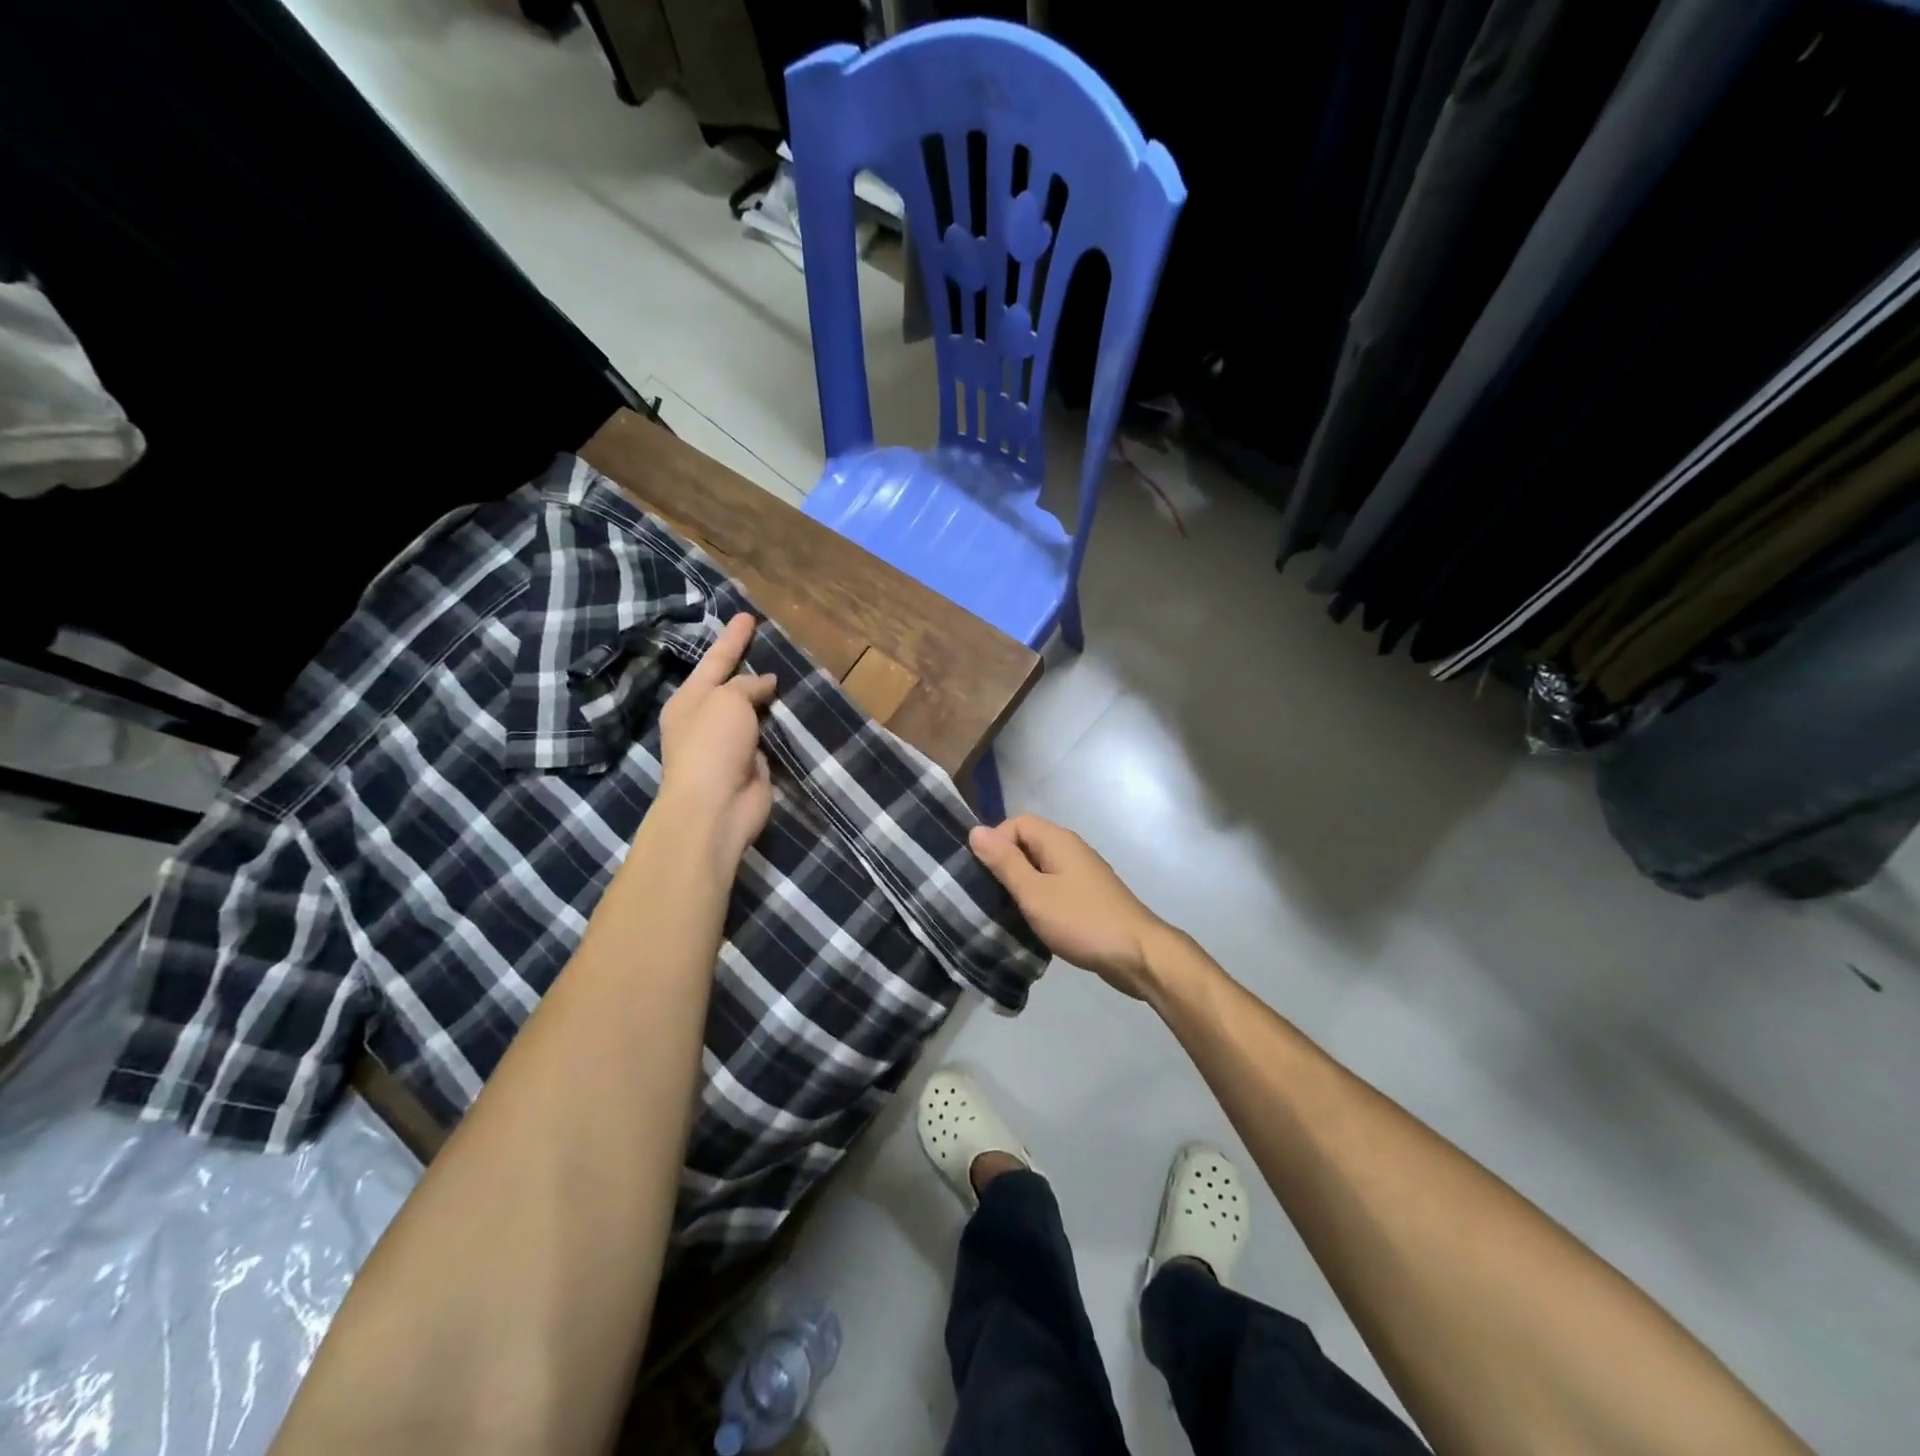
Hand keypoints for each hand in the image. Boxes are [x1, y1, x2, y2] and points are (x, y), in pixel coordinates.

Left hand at [656, 614, 778, 871]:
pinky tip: (793, 712)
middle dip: (747, 666)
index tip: (747, 615)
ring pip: (751, 712)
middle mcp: (705, 720)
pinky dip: (778, 725)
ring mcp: (728, 745)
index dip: (732, 638)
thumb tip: (765, 683)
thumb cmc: (712, 746)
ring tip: (788, 674)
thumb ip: (747, 685)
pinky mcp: (750, 766)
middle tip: (767, 643)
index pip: (714, 660)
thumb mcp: (727, 700)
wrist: (715, 807)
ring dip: (767, 697)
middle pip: (731, 685)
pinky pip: (767, 737)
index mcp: (689, 700)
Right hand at [969, 815, 1170, 999]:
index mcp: (1057, 840)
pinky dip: (1039, 898)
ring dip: (1022, 885)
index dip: (996, 843)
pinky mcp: (1088, 896)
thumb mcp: (1034, 893)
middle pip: (1027, 843)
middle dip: (1005, 865)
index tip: (984, 875)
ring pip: (1040, 867)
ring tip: (1006, 912)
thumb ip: (1005, 862)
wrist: (1137, 955)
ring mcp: (1082, 873)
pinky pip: (1054, 886)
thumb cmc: (1081, 920)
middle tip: (990, 896)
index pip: (1016, 823)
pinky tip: (1032, 922)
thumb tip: (975, 830)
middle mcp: (1071, 849)